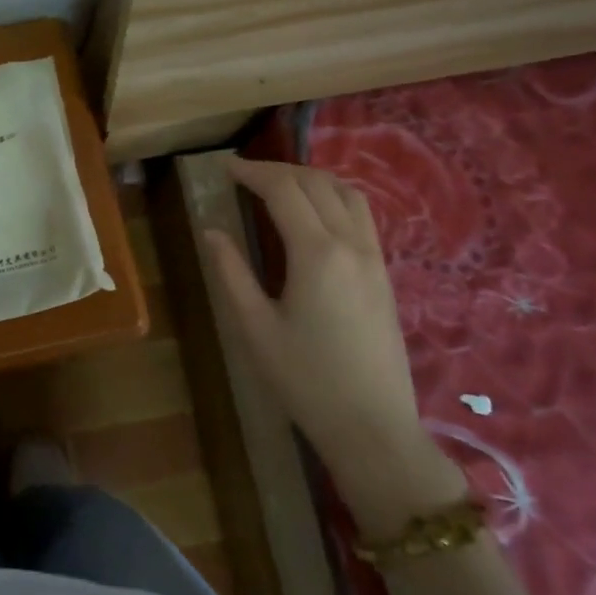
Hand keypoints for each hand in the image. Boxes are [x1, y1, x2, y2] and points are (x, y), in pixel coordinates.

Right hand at [203, 156, 462, 532]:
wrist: (373, 428)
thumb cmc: (305, 380)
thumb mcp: (255, 328)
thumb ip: (231, 272)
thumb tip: (211, 230)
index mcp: (317, 253)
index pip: (283, 190)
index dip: (252, 172)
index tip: (224, 166)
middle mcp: (351, 244)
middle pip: (316, 183)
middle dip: (278, 169)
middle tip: (244, 174)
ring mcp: (374, 258)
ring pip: (347, 193)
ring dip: (311, 178)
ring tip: (278, 185)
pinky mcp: (384, 275)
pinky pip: (361, 216)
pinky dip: (333, 197)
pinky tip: (314, 214)